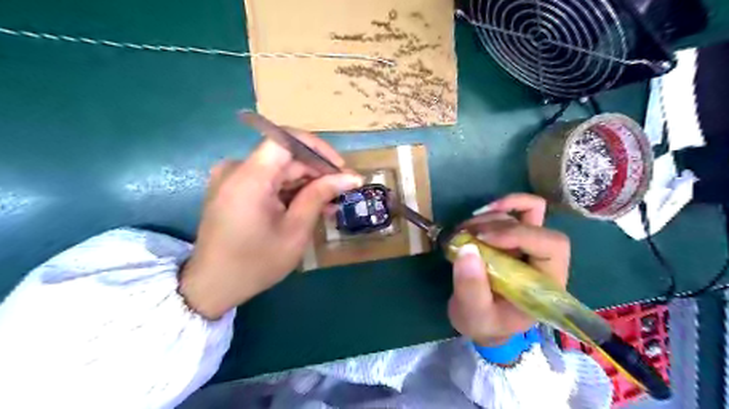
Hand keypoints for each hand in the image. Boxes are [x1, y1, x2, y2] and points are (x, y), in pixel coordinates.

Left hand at [179, 127, 360, 318]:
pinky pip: (267, 180)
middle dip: (316, 172)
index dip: (318, 149)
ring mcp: (232, 178)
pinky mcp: (232, 189)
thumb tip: (351, 177)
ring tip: (330, 204)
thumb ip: (320, 196)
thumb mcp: (295, 230)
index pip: (287, 140)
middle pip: (285, 156)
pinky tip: (308, 206)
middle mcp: (236, 169)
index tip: (340, 168)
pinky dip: (289, 190)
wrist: (212, 286)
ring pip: (278, 169)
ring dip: (306, 183)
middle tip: (343, 191)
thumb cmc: (256, 262)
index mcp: (249, 178)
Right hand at [450, 194, 568, 345]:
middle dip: (498, 226)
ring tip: (461, 233)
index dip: (519, 235)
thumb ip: (471, 288)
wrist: (481, 320)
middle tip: (465, 236)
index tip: (482, 239)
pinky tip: (476, 217)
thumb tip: (467, 249)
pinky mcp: (513, 236)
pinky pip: (516, 209)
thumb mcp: (474, 315)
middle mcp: (543, 259)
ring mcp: (529, 245)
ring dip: (488, 218)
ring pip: (520, 213)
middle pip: (535, 224)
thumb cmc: (484, 323)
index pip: (551, 246)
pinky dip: (497, 207)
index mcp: (547, 283)